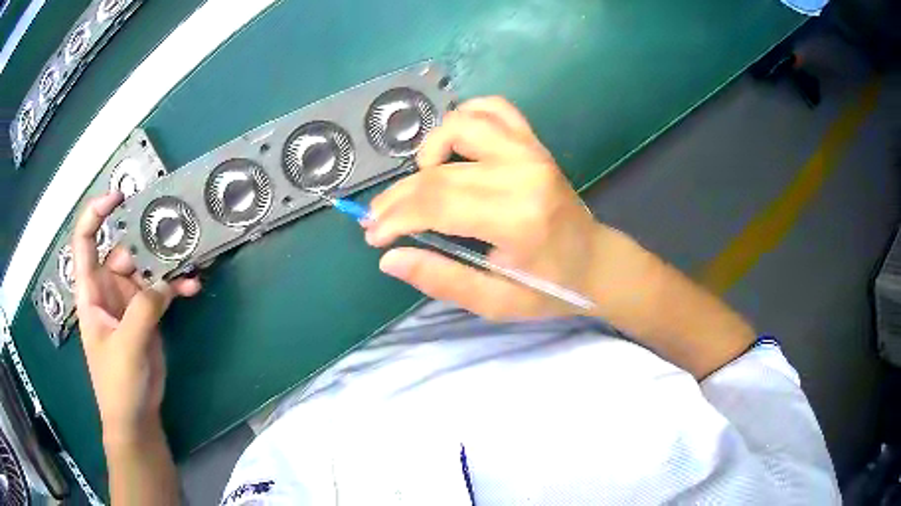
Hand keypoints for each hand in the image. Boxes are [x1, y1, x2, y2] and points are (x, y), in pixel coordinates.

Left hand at [73, 193, 200, 444]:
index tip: (118, 197)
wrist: (136, 417)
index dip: (96, 214)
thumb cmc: (118, 384)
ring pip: (147, 269)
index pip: (85, 242)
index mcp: (91, 291)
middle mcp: (108, 289)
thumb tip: (165, 281)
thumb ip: (142, 310)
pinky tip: (193, 288)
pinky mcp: (148, 315)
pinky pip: (162, 291)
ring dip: (168, 265)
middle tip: (174, 236)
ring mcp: (129, 302)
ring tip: (191, 261)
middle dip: (147, 242)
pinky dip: (177, 287)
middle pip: (125, 251)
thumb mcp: (126, 347)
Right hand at [365, 97, 605, 319]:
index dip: (395, 217)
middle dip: (398, 196)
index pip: (436, 204)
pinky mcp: (534, 143)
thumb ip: (442, 279)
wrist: (596, 262)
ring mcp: (531, 151)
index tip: (373, 234)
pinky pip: (493, 109)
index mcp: (516, 219)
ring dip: (428, 149)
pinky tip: (453, 145)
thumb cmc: (550, 289)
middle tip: (378, 218)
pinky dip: (465, 118)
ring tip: (421, 180)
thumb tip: (389, 258)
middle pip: (439, 172)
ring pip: (461, 125)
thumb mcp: (496, 302)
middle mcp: (522, 173)